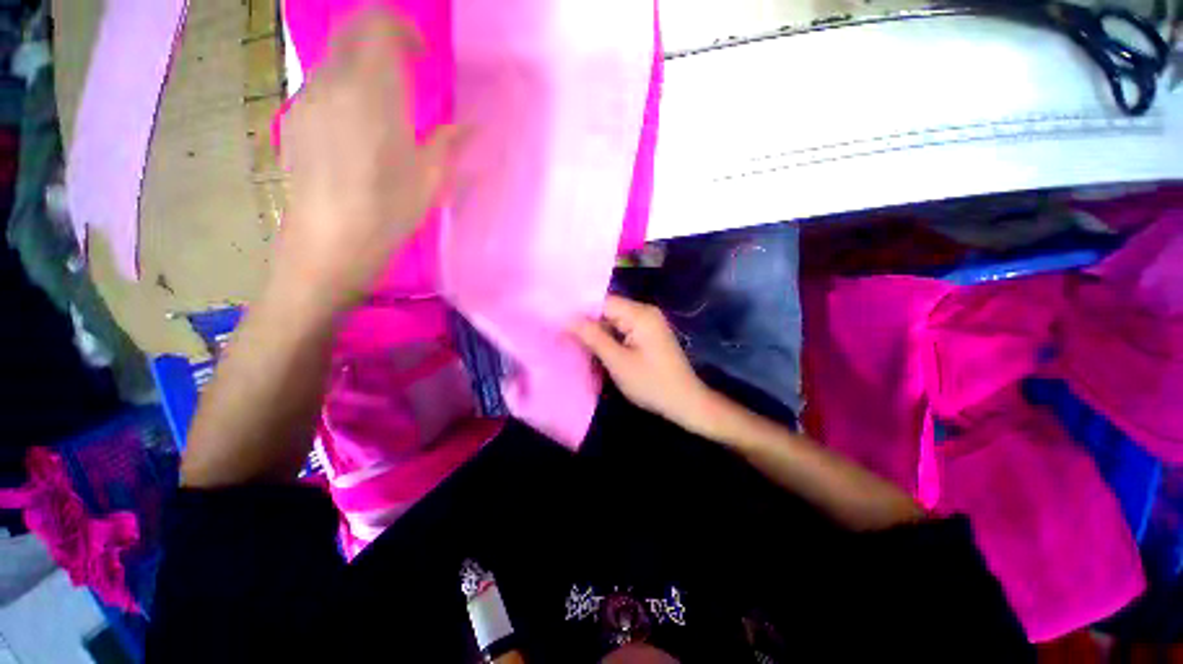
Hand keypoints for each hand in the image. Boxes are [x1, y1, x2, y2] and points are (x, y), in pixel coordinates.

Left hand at [275, 8, 460, 310]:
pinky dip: (343, 87)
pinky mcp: (294, 118)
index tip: (421, 53)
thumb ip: (449, 143)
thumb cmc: (388, 212)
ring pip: (334, 58)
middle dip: (380, 36)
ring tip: (383, 102)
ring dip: (361, 65)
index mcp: (375, 92)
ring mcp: (309, 98)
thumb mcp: (430, 180)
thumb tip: (472, 127)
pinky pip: (321, 84)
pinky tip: (356, 124)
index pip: (379, 24)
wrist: (329, 242)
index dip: (401, 27)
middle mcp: (335, 82)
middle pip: (352, 31)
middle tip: (405, 67)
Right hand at [572, 295, 717, 433]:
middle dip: (587, 321)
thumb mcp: (618, 361)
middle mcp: (645, 311)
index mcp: (639, 314)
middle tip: (561, 331)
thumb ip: (592, 337)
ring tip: (572, 339)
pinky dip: (609, 337)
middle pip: (608, 309)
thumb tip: (567, 318)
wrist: (685, 402)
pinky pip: (623, 328)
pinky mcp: (648, 334)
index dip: (579, 310)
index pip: (602, 302)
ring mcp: (648, 323)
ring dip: (597, 330)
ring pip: (614, 320)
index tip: (557, 320)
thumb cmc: (651, 383)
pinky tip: (594, 346)